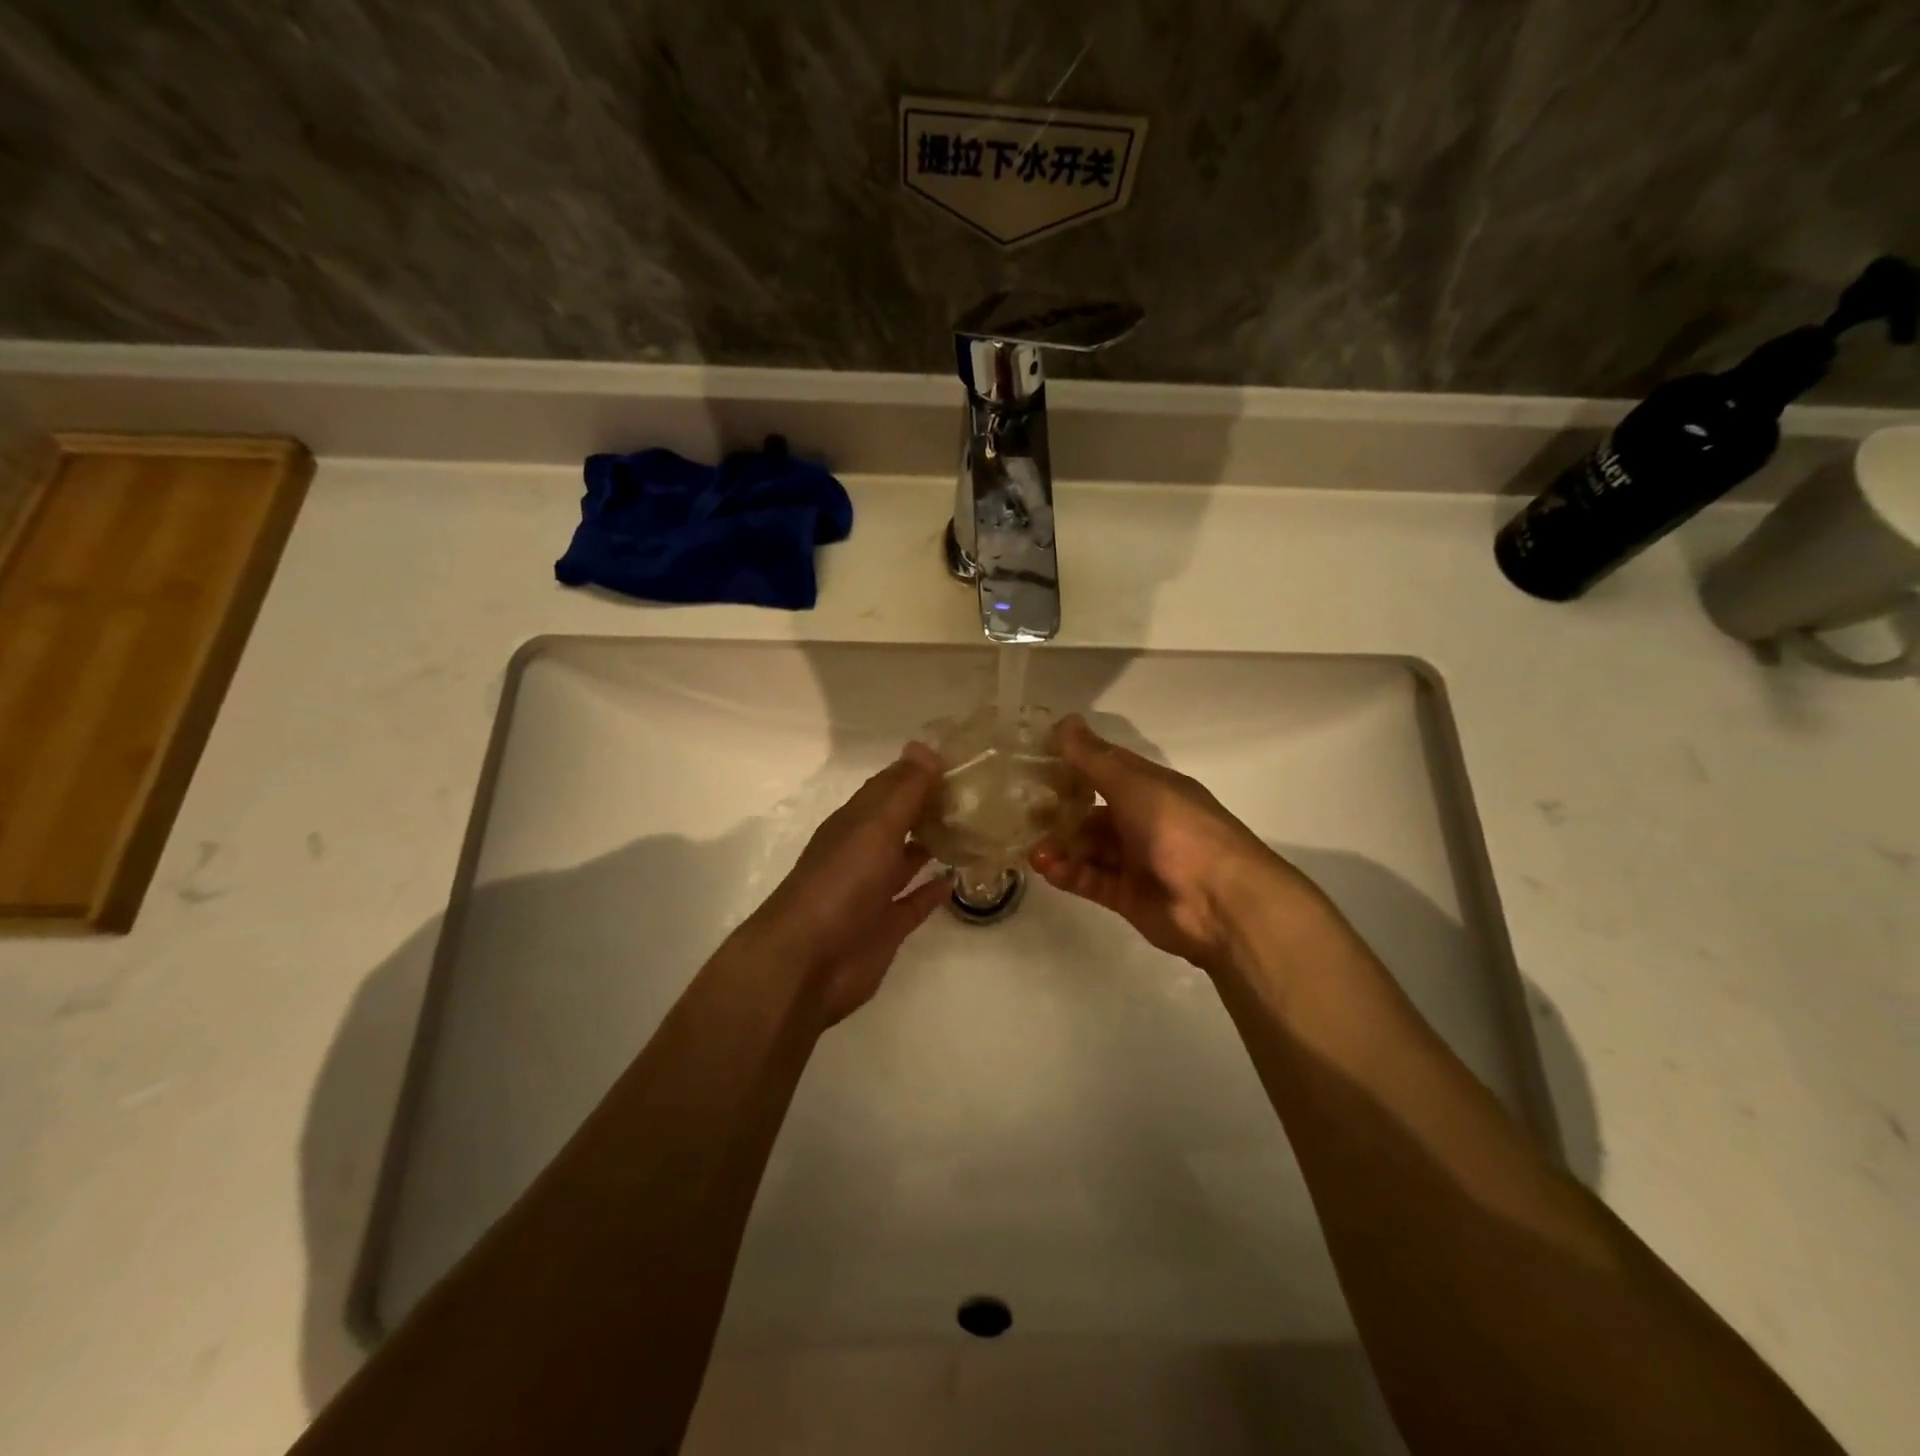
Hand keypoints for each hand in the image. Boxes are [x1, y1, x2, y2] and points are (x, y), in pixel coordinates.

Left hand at [740, 745, 950, 1025]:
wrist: (808, 961)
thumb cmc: (841, 884)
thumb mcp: (874, 827)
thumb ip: (903, 790)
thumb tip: (925, 745)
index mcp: (856, 822)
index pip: (892, 786)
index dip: (922, 771)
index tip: (964, 759)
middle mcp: (864, 851)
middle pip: (901, 821)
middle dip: (933, 806)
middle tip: (980, 794)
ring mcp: (873, 891)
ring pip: (907, 859)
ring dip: (934, 844)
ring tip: (975, 830)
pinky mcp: (885, 927)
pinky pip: (913, 902)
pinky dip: (932, 891)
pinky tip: (957, 880)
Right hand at [1031, 716, 1306, 974]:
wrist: (1221, 901)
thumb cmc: (1177, 829)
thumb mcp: (1133, 784)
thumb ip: (1093, 758)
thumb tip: (1063, 721)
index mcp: (1151, 788)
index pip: (1104, 769)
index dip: (1072, 765)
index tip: (1033, 763)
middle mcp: (1143, 821)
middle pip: (1091, 813)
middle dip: (1058, 813)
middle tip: (1021, 815)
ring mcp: (1135, 861)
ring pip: (1088, 849)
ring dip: (1060, 847)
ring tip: (1033, 851)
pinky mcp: (1128, 896)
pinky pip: (1091, 880)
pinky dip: (1069, 874)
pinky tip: (1047, 869)